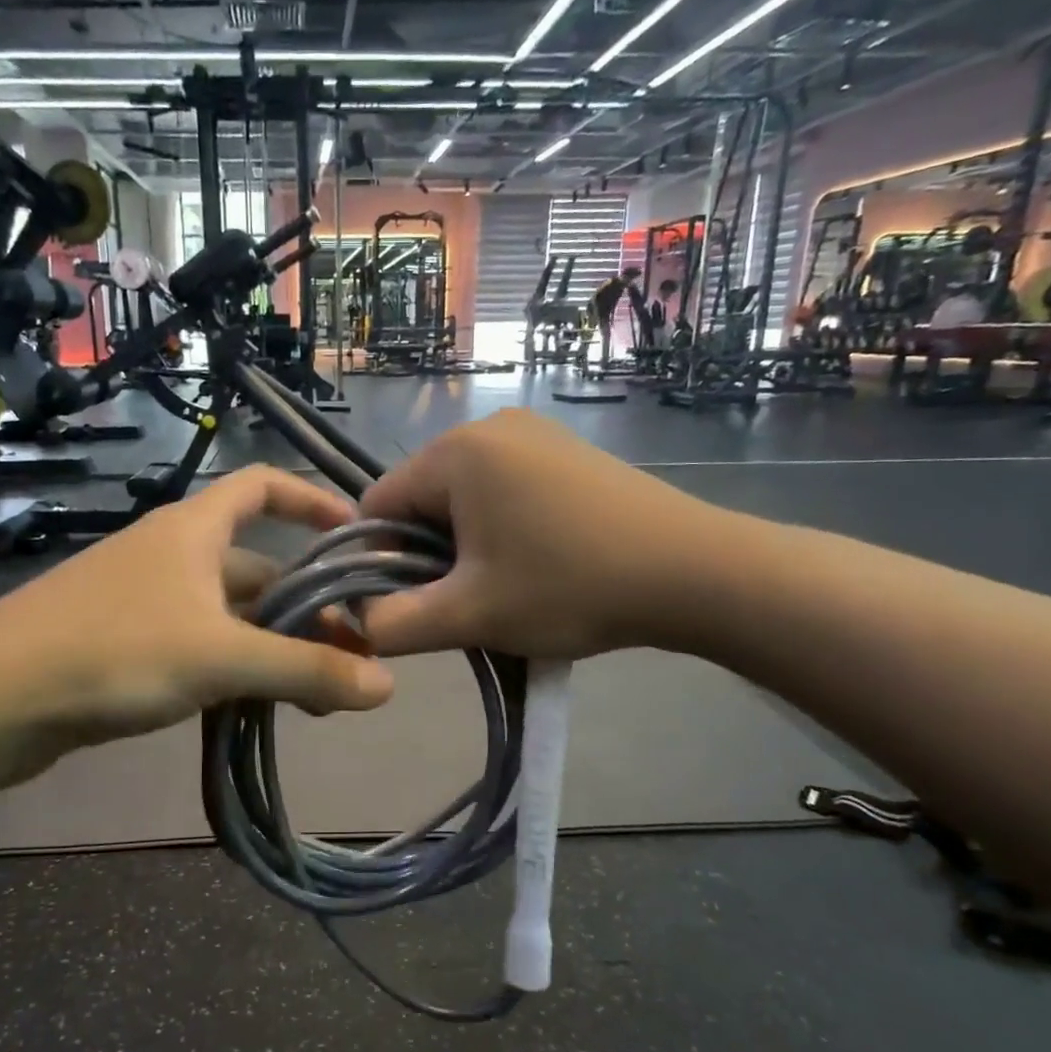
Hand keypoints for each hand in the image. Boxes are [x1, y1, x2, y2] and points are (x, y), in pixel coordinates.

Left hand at [0, 467, 393, 786]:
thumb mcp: (220, 657)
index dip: (312, 500)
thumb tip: (388, 686)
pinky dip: (236, 669)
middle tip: (354, 656)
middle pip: (258, 568)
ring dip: (276, 646)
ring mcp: (147, 601)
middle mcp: (172, 555)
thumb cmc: (112, 651)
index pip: (262, 486)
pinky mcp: (126, 645)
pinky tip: (257, 707)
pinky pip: (201, 647)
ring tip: (318, 695)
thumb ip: (305, 669)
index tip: (357, 535)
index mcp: (193, 529)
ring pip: (232, 616)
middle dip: (308, 607)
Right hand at [358, 409, 749, 660]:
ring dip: (465, 546)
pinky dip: (501, 528)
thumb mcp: (470, 615)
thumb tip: (356, 622)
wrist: (694, 572)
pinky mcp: (566, 451)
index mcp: (455, 452)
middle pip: (420, 500)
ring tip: (504, 587)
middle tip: (464, 602)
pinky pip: (504, 489)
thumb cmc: (571, 586)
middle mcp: (488, 427)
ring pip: (463, 498)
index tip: (410, 606)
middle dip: (427, 555)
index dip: (379, 562)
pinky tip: (537, 562)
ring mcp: (534, 434)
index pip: (377, 506)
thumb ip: (394, 624)